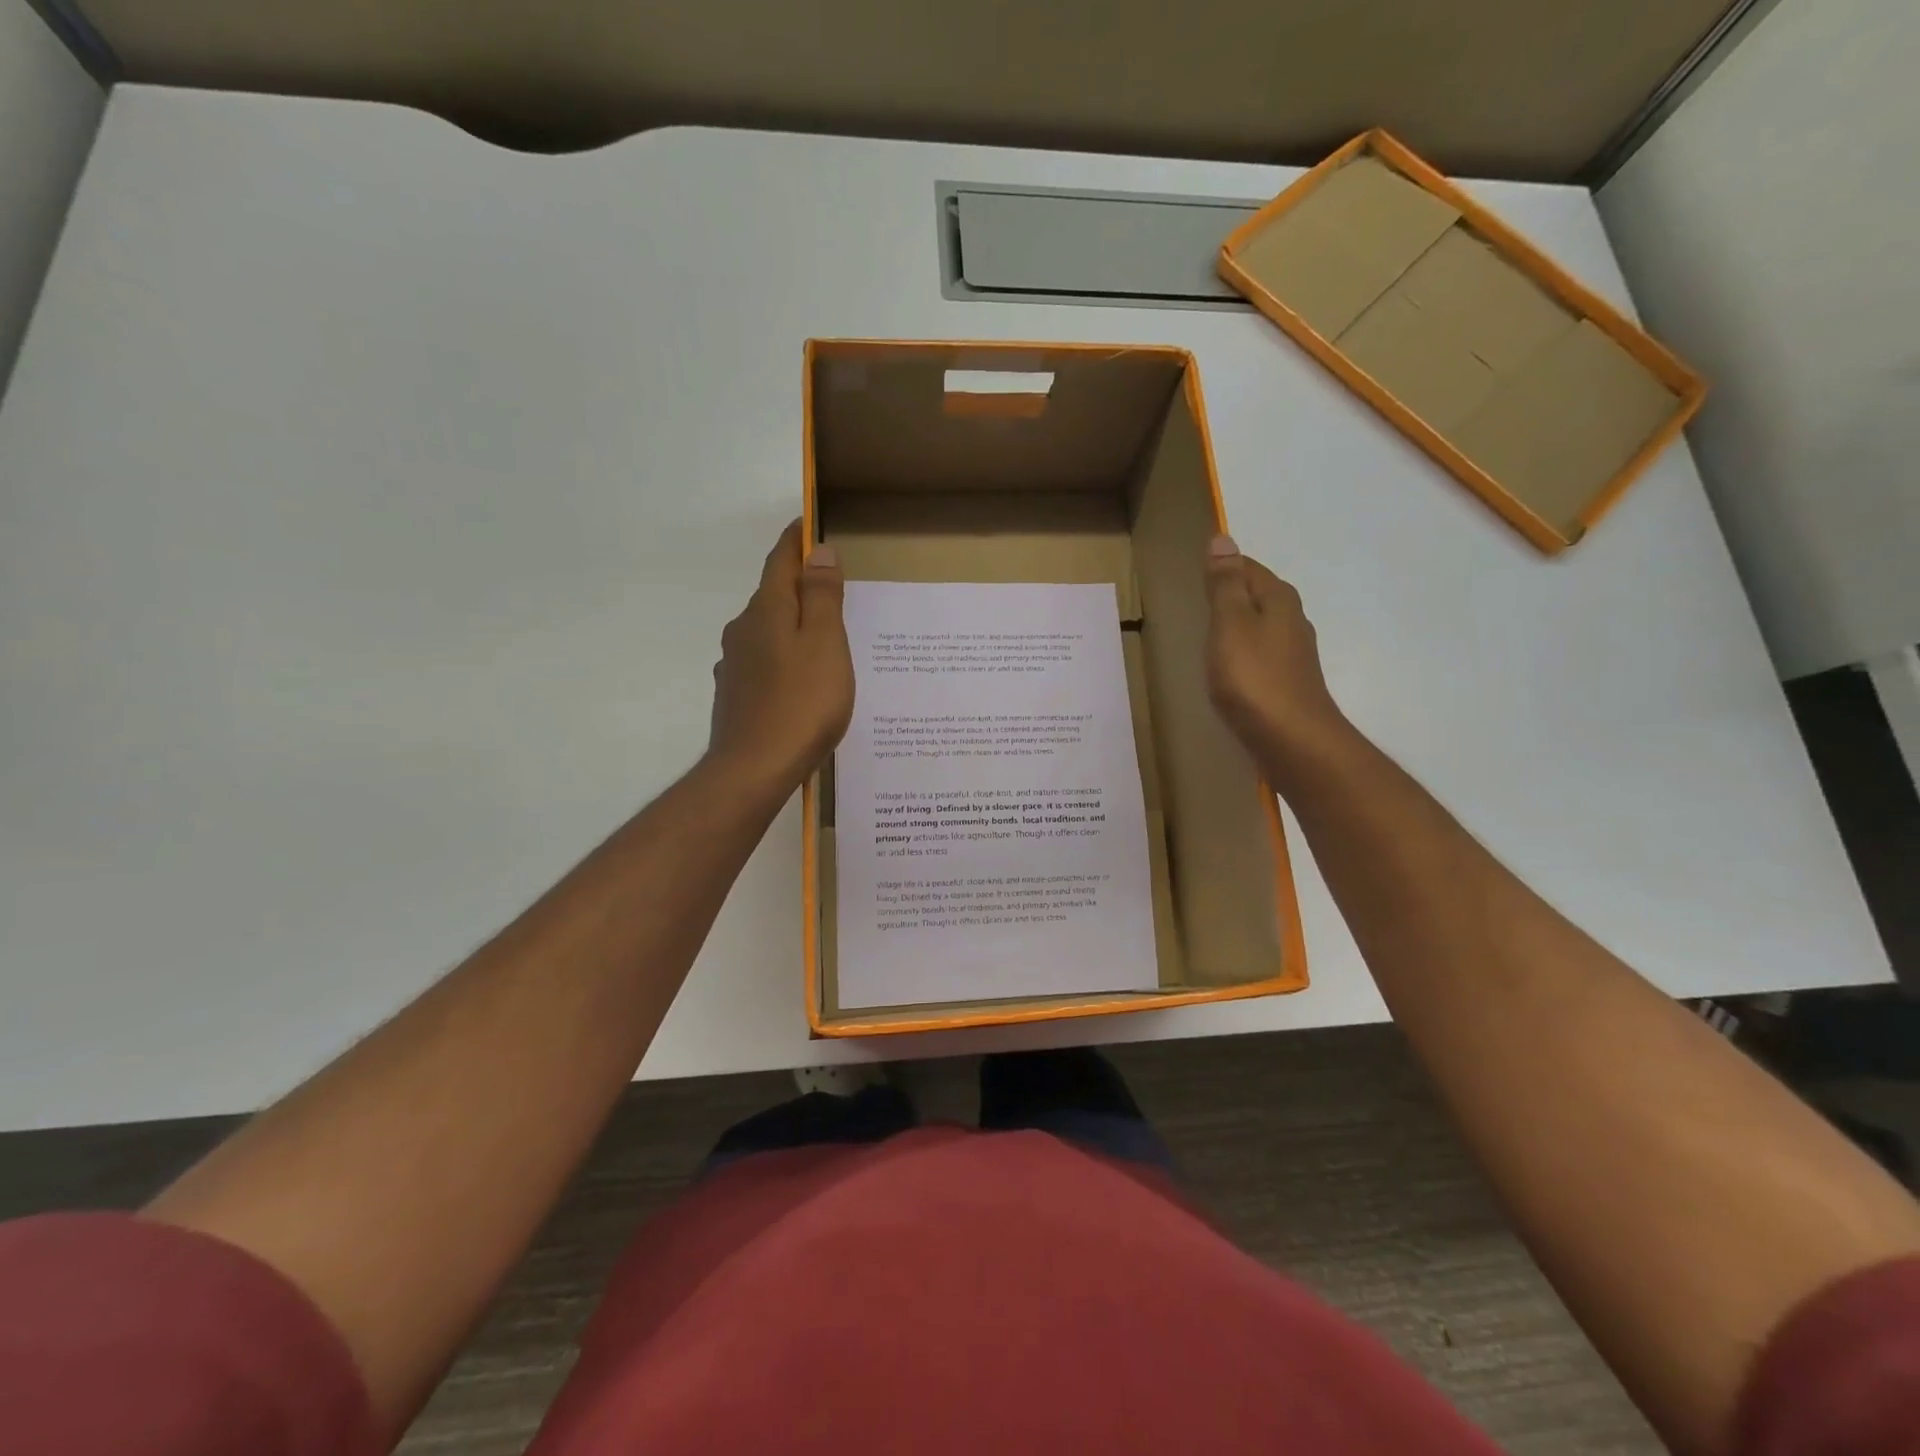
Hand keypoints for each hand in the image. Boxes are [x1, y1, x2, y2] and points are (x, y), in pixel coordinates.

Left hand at [707, 519, 854, 795]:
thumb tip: (818, 551)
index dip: (796, 541)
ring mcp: (735, 665)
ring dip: (791, 625)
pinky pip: (764, 663)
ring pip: (767, 632)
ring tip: (821, 639)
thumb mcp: (825, 644)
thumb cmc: (801, 703)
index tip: (809, 525)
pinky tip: (799, 680)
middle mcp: (743, 630)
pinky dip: (783, 658)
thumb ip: (822, 596)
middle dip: (798, 586)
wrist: (753, 770)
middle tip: (831, 588)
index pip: (781, 561)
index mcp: (767, 611)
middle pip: (773, 596)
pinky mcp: (735, 696)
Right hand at [1203, 535, 1349, 777]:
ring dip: (1238, 626)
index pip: (1248, 568)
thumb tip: (1223, 538)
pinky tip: (1228, 668)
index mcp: (1278, 600)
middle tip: (1198, 598)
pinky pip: (1260, 656)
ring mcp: (1293, 655)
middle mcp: (1292, 621)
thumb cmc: (1255, 678)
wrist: (1293, 741)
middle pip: (1258, 596)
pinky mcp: (1287, 684)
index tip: (1196, 571)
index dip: (1224, 566)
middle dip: (1232, 594)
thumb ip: (1225, 585)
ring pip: (1261, 627)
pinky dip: (1243, 654)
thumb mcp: (1230, 624)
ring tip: (1208, 632)